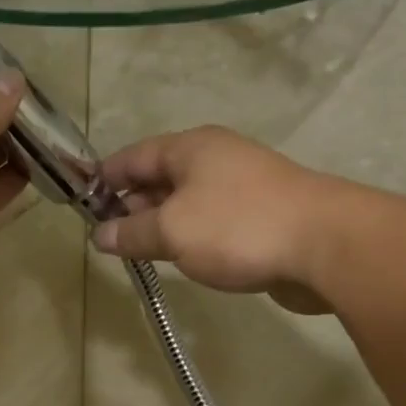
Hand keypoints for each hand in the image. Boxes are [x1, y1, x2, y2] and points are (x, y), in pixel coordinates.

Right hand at [91, 126, 337, 313]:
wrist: (324, 245)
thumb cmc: (237, 227)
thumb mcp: (172, 231)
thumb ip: (131, 233)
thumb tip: (99, 237)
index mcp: (190, 148)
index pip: (133, 156)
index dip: (104, 178)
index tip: (81, 202)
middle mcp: (215, 158)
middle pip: (160, 176)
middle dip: (130, 204)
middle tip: (107, 236)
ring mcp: (241, 186)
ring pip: (186, 201)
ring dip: (160, 223)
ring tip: (138, 251)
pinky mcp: (259, 216)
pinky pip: (210, 221)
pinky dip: (189, 235)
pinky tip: (182, 258)